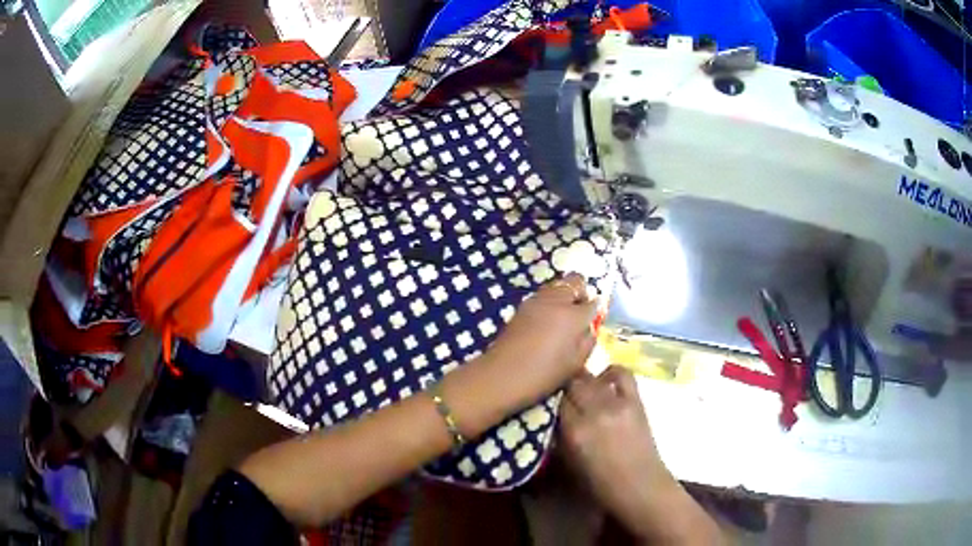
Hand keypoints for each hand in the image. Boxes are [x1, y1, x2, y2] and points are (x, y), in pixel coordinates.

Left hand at [485, 273, 598, 399]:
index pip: (593, 302)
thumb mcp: (576, 363)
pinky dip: (550, 304)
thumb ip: (588, 340)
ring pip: (557, 286)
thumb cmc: (544, 374)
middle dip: (581, 293)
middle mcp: (555, 300)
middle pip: (575, 281)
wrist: (502, 375)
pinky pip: (543, 297)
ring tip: (563, 320)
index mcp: (572, 315)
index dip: (597, 310)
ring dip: (564, 296)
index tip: (594, 320)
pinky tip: (547, 325)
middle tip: (580, 314)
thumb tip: (589, 326)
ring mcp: (535, 301)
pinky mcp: (521, 307)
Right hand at [559, 367, 672, 533]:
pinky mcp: (635, 400)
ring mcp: (616, 403)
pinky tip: (604, 382)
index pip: (553, 400)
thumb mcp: (567, 463)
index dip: (548, 399)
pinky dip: (609, 373)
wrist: (639, 486)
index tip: (544, 402)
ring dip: (582, 381)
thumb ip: (556, 436)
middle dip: (563, 387)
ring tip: (581, 390)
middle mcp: (593, 412)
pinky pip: (621, 373)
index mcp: (574, 432)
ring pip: (590, 377)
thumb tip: (548, 415)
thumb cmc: (599, 484)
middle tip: (561, 396)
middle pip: (570, 383)